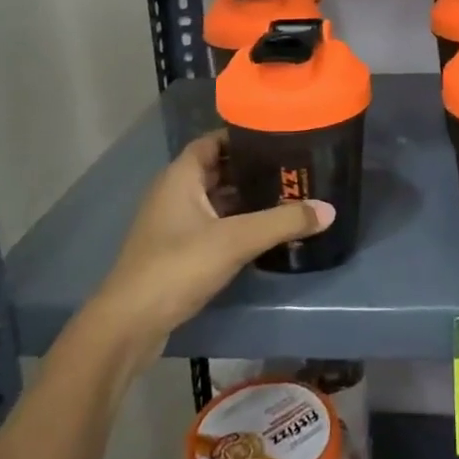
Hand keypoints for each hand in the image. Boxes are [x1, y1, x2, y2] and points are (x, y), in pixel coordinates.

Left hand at [86, 132, 331, 363]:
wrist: (130, 323)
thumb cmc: (178, 266)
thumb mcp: (235, 240)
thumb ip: (282, 222)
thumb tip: (329, 209)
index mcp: (181, 176)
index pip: (213, 141)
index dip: (242, 136)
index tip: (277, 135)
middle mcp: (173, 192)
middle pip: (217, 169)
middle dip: (250, 168)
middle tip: (290, 167)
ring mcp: (172, 223)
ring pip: (214, 199)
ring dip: (244, 197)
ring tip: (284, 195)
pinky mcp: (175, 250)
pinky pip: (210, 224)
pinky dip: (234, 222)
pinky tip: (261, 231)